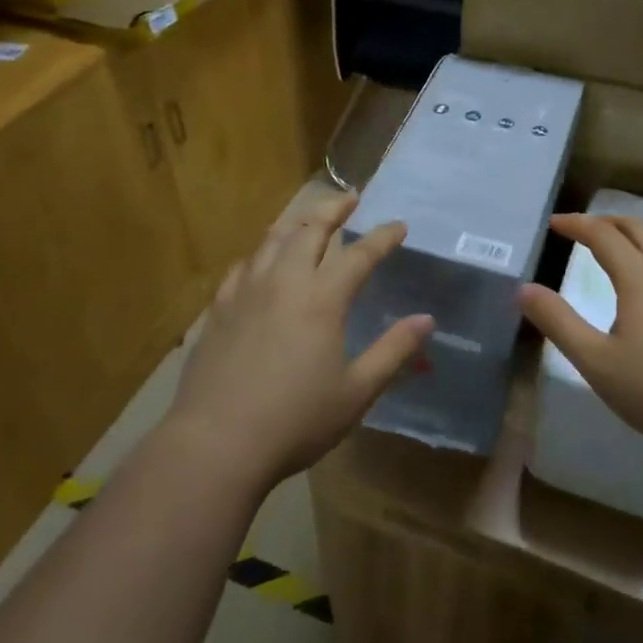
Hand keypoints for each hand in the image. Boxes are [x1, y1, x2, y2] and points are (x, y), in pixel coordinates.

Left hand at [166, 193, 432, 491]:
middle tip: (350, 199)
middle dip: (334, 209)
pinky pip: (243, 265)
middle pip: (310, 229)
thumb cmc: (295, 420)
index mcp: (321, 299)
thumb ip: (393, 351)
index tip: (399, 225)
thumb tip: (426, 320)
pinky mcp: (219, 308)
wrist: (216, 443)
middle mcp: (284, 282)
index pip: (360, 254)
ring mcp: (246, 291)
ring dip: (297, 221)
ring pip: (272, 239)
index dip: (382, 237)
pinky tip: (262, 260)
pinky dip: (261, 253)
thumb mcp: (356, 392)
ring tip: (309, 217)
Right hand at [519, 214, 642, 459]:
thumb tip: (524, 289)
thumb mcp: (597, 362)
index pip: (604, 234)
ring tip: (614, 246)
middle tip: (582, 229)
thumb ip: (558, 322)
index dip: (577, 224)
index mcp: (641, 277)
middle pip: (638, 228)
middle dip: (607, 221)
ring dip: (633, 234)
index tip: (554, 223)